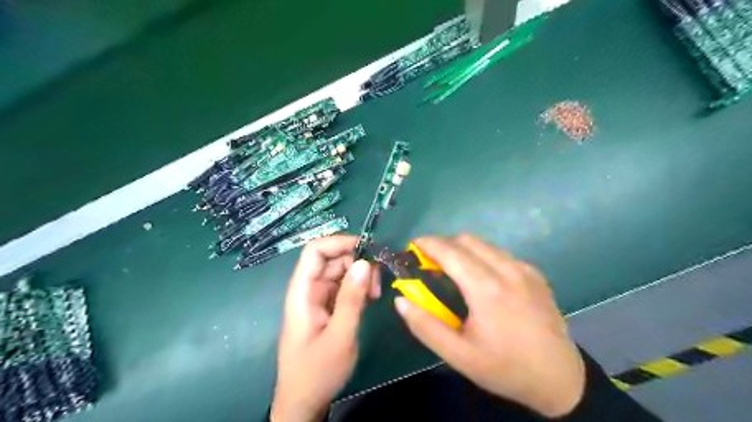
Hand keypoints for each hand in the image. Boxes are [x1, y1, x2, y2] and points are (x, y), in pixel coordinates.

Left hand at [270, 235, 378, 419]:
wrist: (304, 403)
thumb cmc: (316, 372)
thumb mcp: (339, 335)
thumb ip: (352, 298)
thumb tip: (365, 263)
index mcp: (302, 291)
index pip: (315, 250)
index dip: (340, 242)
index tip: (368, 249)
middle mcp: (309, 289)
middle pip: (333, 259)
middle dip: (358, 263)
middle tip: (376, 284)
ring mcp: (319, 298)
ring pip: (342, 272)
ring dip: (361, 277)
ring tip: (375, 296)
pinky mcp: (328, 307)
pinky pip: (345, 287)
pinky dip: (359, 289)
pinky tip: (370, 301)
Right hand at [395, 236, 586, 416]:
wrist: (560, 379)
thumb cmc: (505, 368)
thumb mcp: (458, 355)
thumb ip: (425, 326)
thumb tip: (401, 300)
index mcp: (486, 288)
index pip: (450, 251)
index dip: (427, 244)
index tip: (412, 247)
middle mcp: (507, 269)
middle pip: (466, 240)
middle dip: (443, 245)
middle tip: (431, 264)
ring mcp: (524, 269)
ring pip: (484, 244)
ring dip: (463, 250)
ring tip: (454, 272)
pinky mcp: (535, 273)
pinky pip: (501, 254)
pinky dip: (483, 257)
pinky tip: (482, 280)